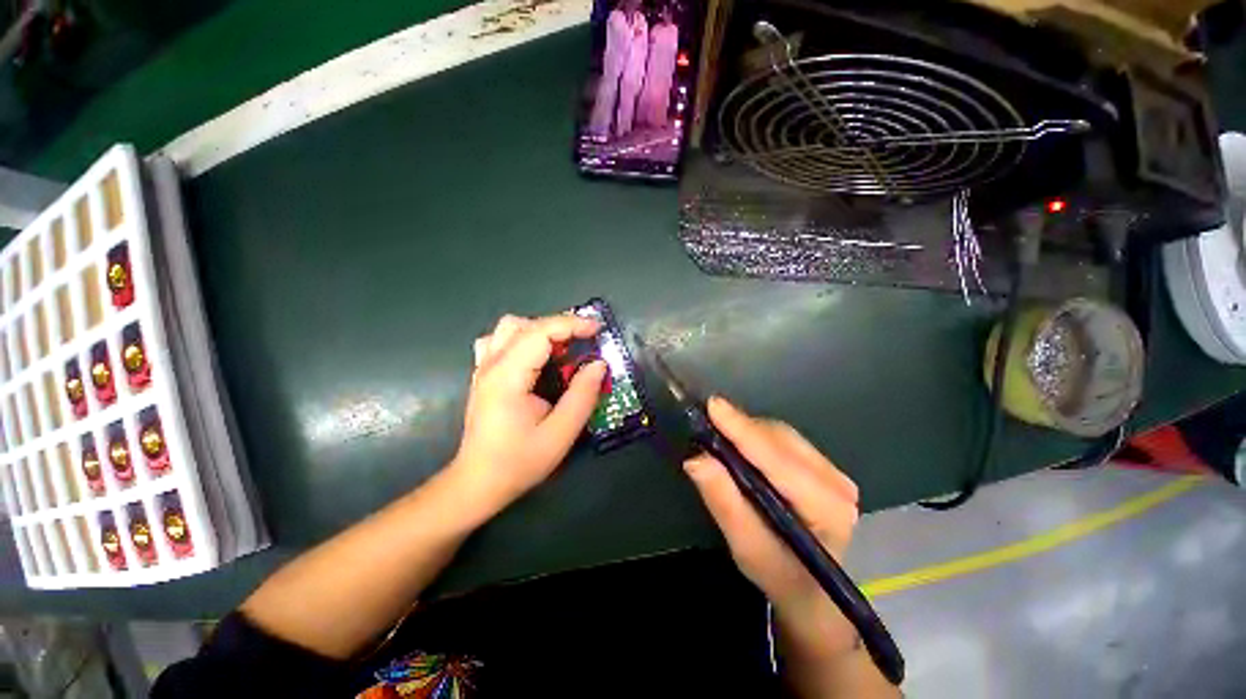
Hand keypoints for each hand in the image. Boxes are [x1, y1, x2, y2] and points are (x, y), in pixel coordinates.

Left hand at [451, 314, 607, 514]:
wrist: (478, 482)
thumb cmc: (519, 461)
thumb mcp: (560, 434)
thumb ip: (582, 396)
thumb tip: (599, 364)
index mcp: (508, 377)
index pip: (539, 332)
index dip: (571, 324)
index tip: (597, 330)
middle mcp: (491, 365)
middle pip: (524, 324)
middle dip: (559, 325)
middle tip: (584, 341)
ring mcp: (483, 368)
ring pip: (508, 327)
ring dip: (539, 329)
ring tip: (560, 347)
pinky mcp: (483, 375)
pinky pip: (499, 340)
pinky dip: (522, 338)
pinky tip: (534, 356)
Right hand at [683, 397, 861, 656]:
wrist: (812, 592)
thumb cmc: (779, 575)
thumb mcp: (746, 547)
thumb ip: (724, 502)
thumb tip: (696, 459)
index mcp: (827, 508)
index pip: (777, 460)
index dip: (743, 430)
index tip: (713, 406)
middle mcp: (837, 484)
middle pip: (780, 441)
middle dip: (741, 428)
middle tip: (706, 420)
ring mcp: (834, 473)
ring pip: (781, 435)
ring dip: (747, 430)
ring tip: (718, 431)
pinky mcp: (824, 467)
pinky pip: (784, 439)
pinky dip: (756, 436)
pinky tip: (740, 442)